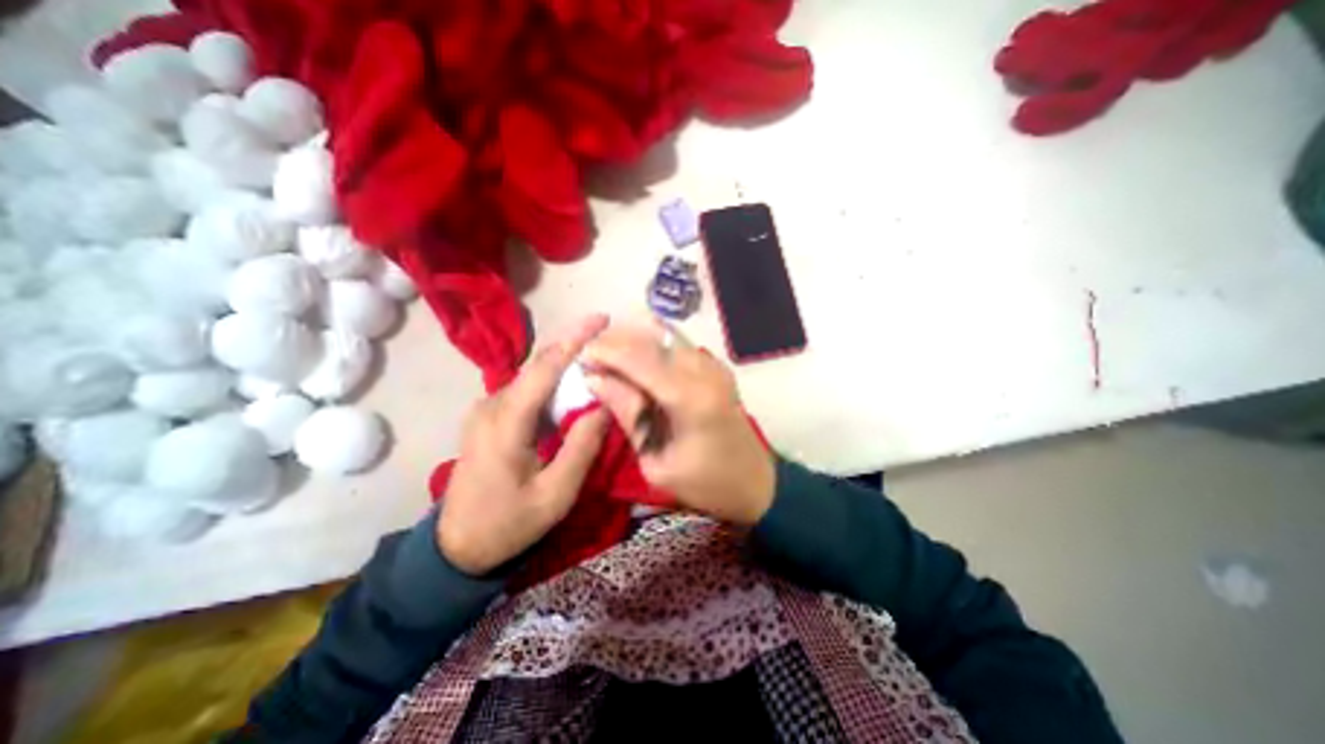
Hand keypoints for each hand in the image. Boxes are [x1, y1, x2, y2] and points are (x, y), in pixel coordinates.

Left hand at [443, 312, 613, 573]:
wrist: (457, 547)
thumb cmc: (509, 523)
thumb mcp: (556, 494)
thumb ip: (581, 447)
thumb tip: (605, 405)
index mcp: (506, 423)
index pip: (544, 369)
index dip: (574, 340)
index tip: (601, 319)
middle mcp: (491, 406)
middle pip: (538, 366)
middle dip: (574, 346)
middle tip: (608, 338)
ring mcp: (486, 410)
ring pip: (533, 376)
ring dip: (565, 364)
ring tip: (598, 360)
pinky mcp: (489, 417)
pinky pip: (526, 390)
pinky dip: (553, 382)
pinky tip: (573, 387)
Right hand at [581, 323, 779, 525]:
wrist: (755, 482)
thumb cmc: (705, 483)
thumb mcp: (656, 462)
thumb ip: (628, 414)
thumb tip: (596, 379)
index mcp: (691, 398)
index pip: (640, 358)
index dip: (606, 352)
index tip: (579, 358)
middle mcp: (705, 371)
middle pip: (651, 339)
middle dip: (615, 342)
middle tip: (590, 357)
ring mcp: (713, 365)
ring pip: (663, 336)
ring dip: (631, 341)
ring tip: (607, 358)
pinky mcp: (715, 367)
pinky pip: (675, 345)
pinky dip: (650, 346)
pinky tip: (634, 361)